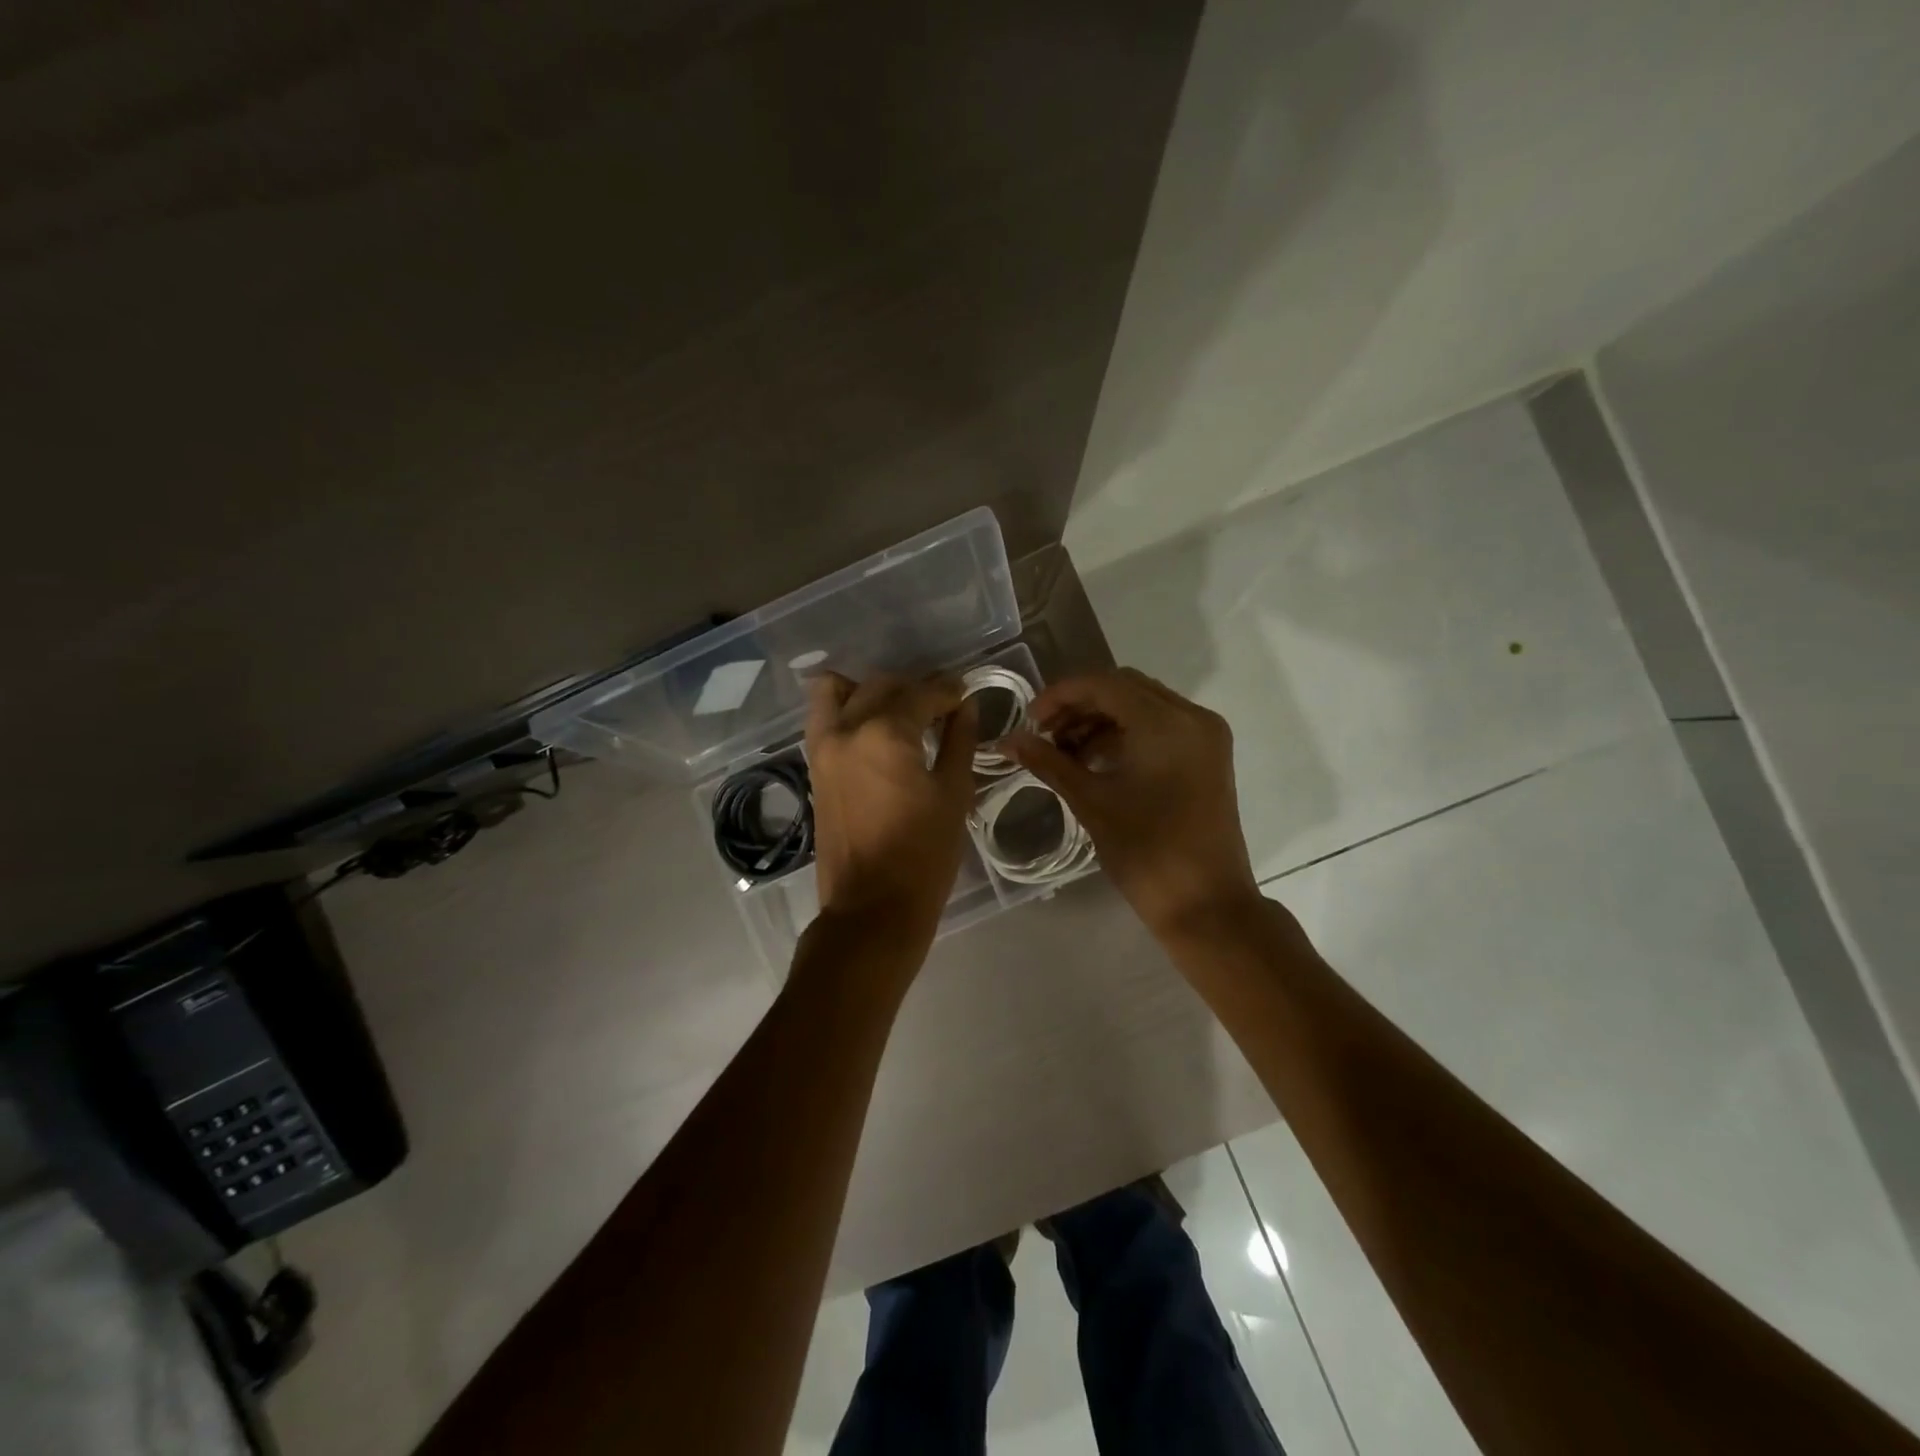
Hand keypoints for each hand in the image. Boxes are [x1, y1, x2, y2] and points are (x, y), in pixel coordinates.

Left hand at [804, 671, 976, 932]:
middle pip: (882, 686)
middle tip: (942, 708)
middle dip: (915, 689)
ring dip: (872, 691)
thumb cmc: (923, 855)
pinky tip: (875, 729)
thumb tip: (965, 707)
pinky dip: (846, 709)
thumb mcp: (954, 794)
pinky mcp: (813, 766)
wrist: (871, 909)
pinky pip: (824, 717)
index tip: (966, 696)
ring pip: (840, 691)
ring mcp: (823, 746)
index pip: (922, 693)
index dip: (949, 692)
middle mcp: (846, 728)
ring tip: (900, 712)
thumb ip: (959, 741)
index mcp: (885, 733)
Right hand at [1006, 668, 1259, 937]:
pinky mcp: (1208, 755)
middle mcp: (1192, 716)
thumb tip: (1009, 741)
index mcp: (1165, 723)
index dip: (1060, 696)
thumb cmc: (1146, 853)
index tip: (1029, 721)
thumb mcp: (1091, 803)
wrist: (1206, 906)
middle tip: (1044, 734)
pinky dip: (1126, 734)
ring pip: (1143, 705)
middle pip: (1124, 688)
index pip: (1104, 684)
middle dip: (1080, 705)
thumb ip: (1049, 763)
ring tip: (1064, 751)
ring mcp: (1205, 735)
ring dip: (1101, 719)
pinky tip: (1095, 760)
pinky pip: (1160, 726)